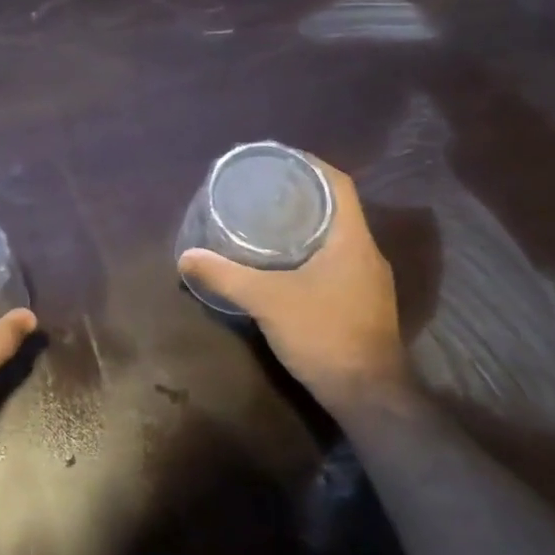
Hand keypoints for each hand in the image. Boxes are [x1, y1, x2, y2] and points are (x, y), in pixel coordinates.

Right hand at [178, 155, 409, 412]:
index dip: (310, 165)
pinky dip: (309, 252)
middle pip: (335, 208)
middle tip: (262, 190)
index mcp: (352, 240)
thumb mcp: (268, 301)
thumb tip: (186, 257)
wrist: (368, 394)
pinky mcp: (363, 303)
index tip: (278, 160)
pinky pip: (335, 261)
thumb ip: (226, 276)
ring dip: (305, 225)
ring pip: (335, 237)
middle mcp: (366, 253)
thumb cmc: (323, 334)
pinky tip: (283, 264)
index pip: (338, 184)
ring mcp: (368, 280)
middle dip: (300, 195)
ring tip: (266, 221)